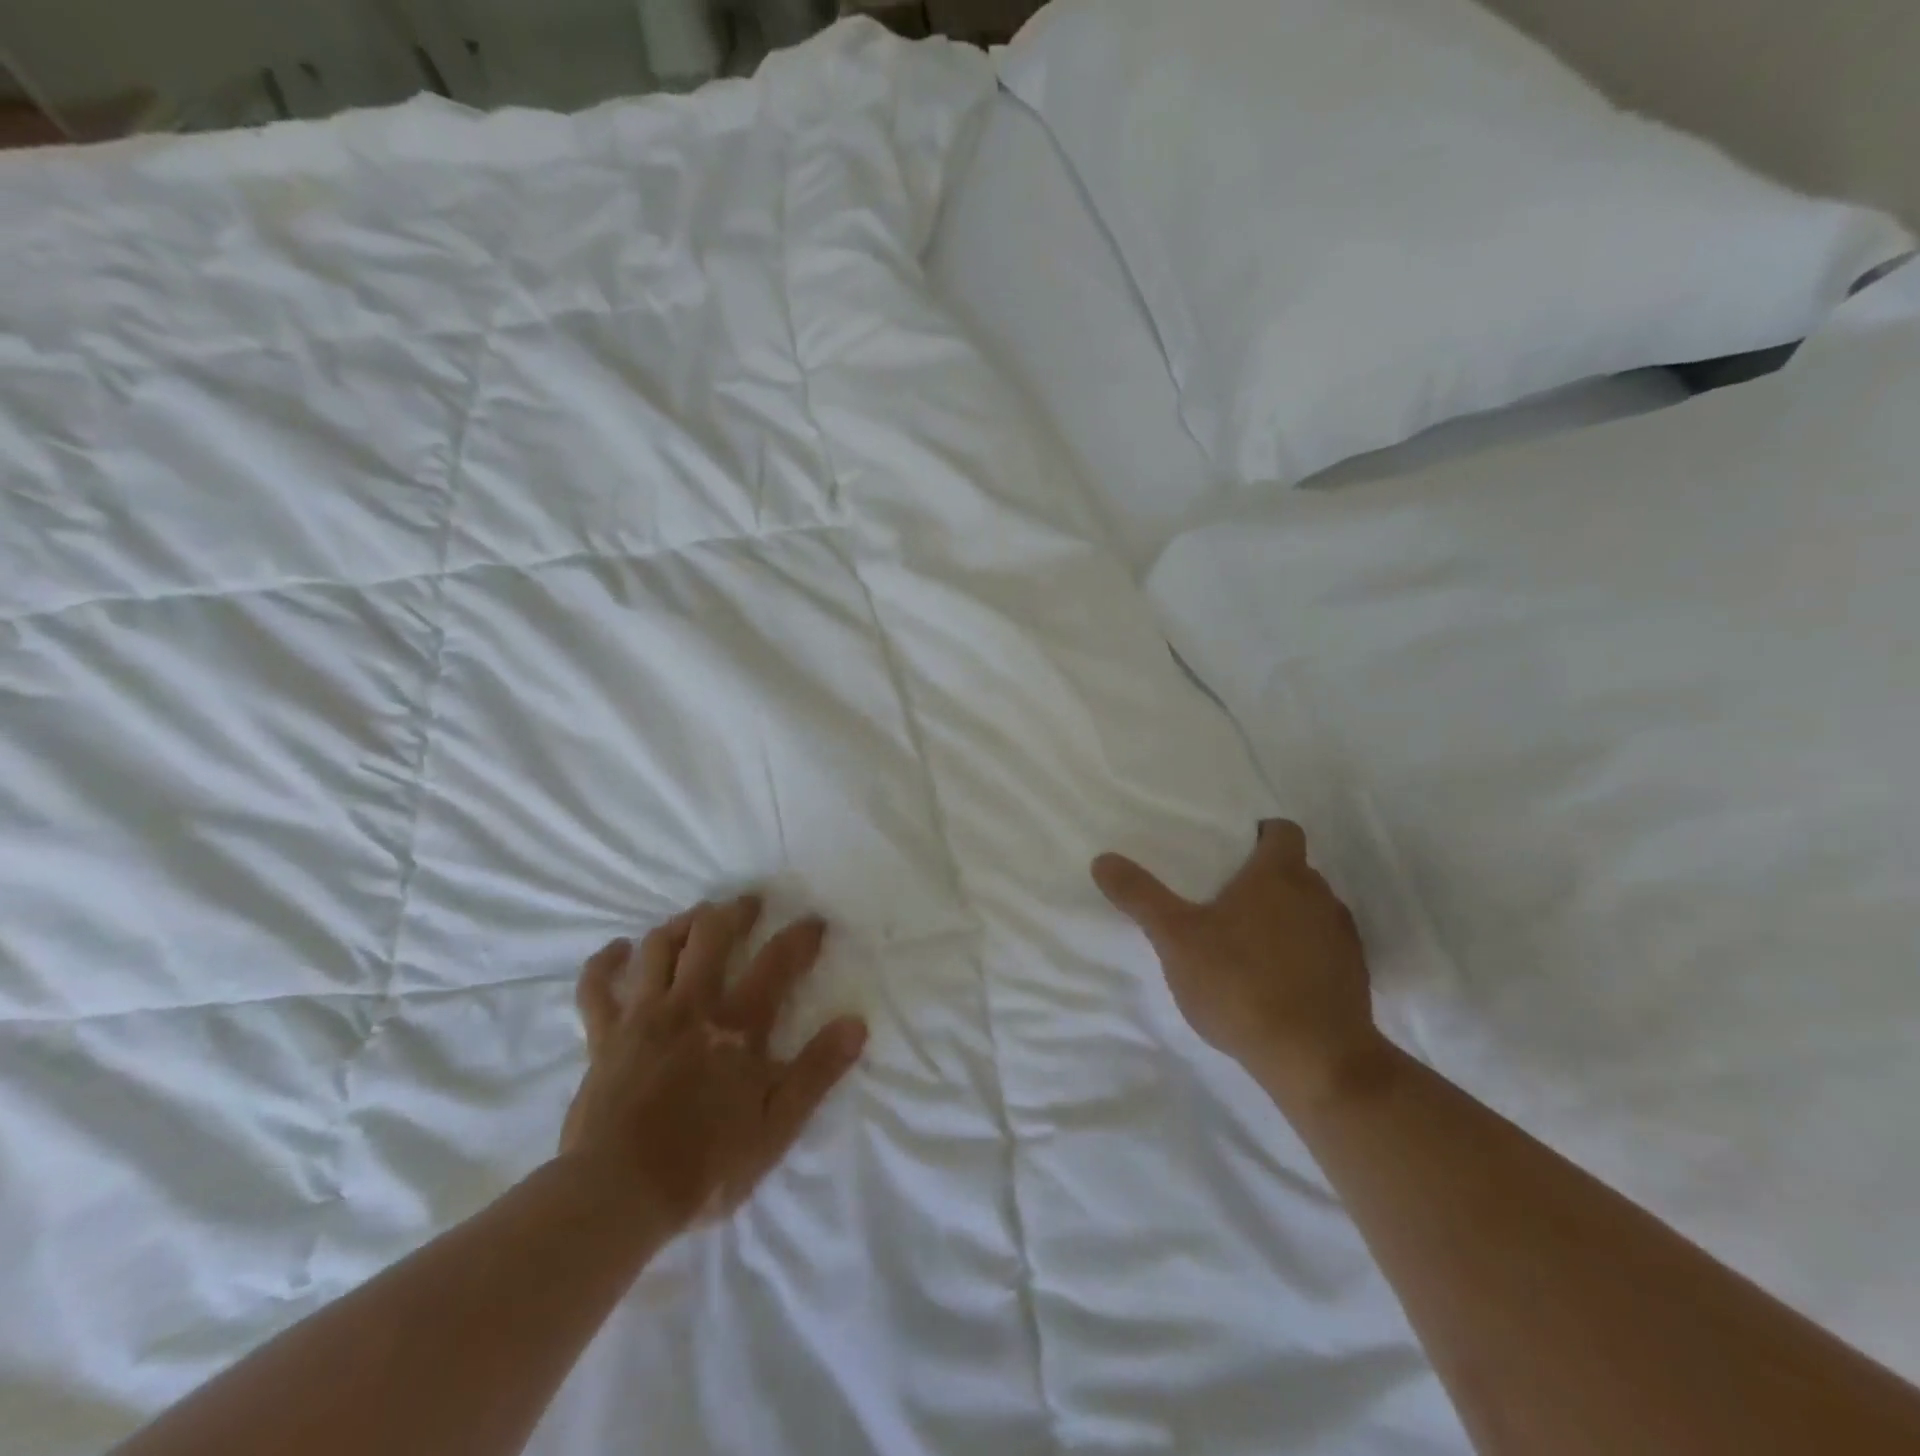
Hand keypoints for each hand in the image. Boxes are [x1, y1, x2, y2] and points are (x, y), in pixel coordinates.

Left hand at [558, 896, 866, 1242]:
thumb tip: (856, 1024)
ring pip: (658, 948)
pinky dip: (605, 963)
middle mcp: (690, 1005)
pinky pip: (597, 987)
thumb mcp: (778, 1125)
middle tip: (749, 903)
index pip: (777, 963)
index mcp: (737, 1025)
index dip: (800, 937)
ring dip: (680, 925)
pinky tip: (618, 950)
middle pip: (711, 936)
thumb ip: (817, 1071)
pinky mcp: (603, 1037)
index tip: (814, 922)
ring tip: (696, 918)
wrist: (617, 1196)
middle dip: (734, 912)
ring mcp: (642, 1016)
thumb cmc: (706, 1165)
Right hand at [1092, 820, 1385, 1107]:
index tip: (1233, 851)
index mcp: (1280, 874)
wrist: (1316, 1060)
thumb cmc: (1240, 983)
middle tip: (1226, 898)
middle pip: (1296, 870)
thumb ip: (1140, 896)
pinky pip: (1325, 947)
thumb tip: (1103, 860)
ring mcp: (1343, 937)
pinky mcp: (1355, 976)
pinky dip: (1304, 952)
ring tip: (1249, 942)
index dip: (1260, 833)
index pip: (1282, 830)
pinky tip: (1277, 980)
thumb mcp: (1175, 938)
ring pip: (1312, 909)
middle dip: (1266, 878)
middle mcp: (1319, 895)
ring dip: (1287, 916)